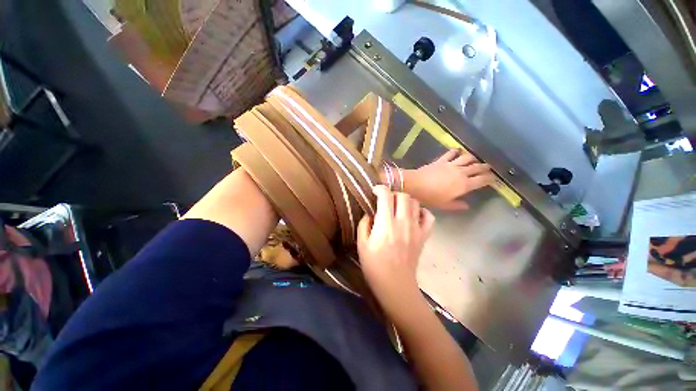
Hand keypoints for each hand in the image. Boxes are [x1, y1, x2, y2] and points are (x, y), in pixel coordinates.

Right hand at [357, 186, 435, 305]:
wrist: (395, 284)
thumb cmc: (374, 265)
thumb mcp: (361, 244)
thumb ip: (364, 224)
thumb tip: (370, 214)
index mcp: (385, 224)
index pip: (386, 196)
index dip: (380, 189)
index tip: (375, 192)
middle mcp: (402, 222)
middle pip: (403, 196)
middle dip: (393, 194)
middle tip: (386, 201)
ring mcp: (416, 229)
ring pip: (416, 203)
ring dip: (406, 201)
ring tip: (398, 208)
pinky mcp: (424, 236)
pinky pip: (429, 217)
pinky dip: (422, 212)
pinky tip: (414, 216)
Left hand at [404, 149, 494, 209]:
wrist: (415, 184)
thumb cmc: (430, 197)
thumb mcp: (444, 205)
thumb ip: (457, 205)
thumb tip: (467, 206)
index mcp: (464, 185)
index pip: (482, 180)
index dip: (490, 179)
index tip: (494, 178)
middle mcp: (461, 173)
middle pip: (477, 167)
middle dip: (485, 167)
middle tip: (489, 167)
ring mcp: (451, 164)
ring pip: (467, 158)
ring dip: (473, 158)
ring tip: (476, 159)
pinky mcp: (441, 160)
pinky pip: (451, 153)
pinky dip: (456, 151)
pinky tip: (458, 150)